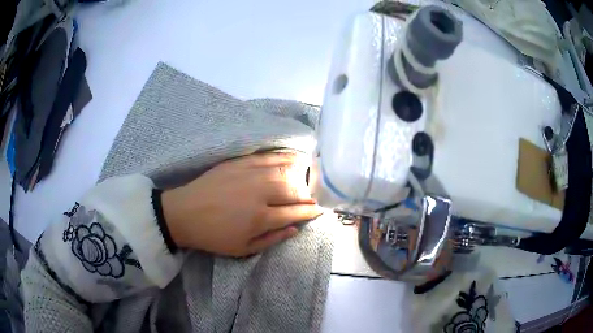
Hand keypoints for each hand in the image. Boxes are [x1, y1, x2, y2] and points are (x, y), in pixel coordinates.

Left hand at [161, 153, 322, 256]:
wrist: (184, 214)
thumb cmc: (214, 236)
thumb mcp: (243, 249)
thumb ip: (272, 239)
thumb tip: (295, 228)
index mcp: (260, 218)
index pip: (295, 212)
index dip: (310, 212)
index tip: (319, 210)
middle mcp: (258, 193)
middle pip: (293, 189)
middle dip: (306, 194)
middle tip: (310, 198)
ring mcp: (249, 174)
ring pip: (283, 170)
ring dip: (299, 174)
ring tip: (307, 177)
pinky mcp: (239, 162)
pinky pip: (267, 157)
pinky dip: (283, 157)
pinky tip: (292, 158)